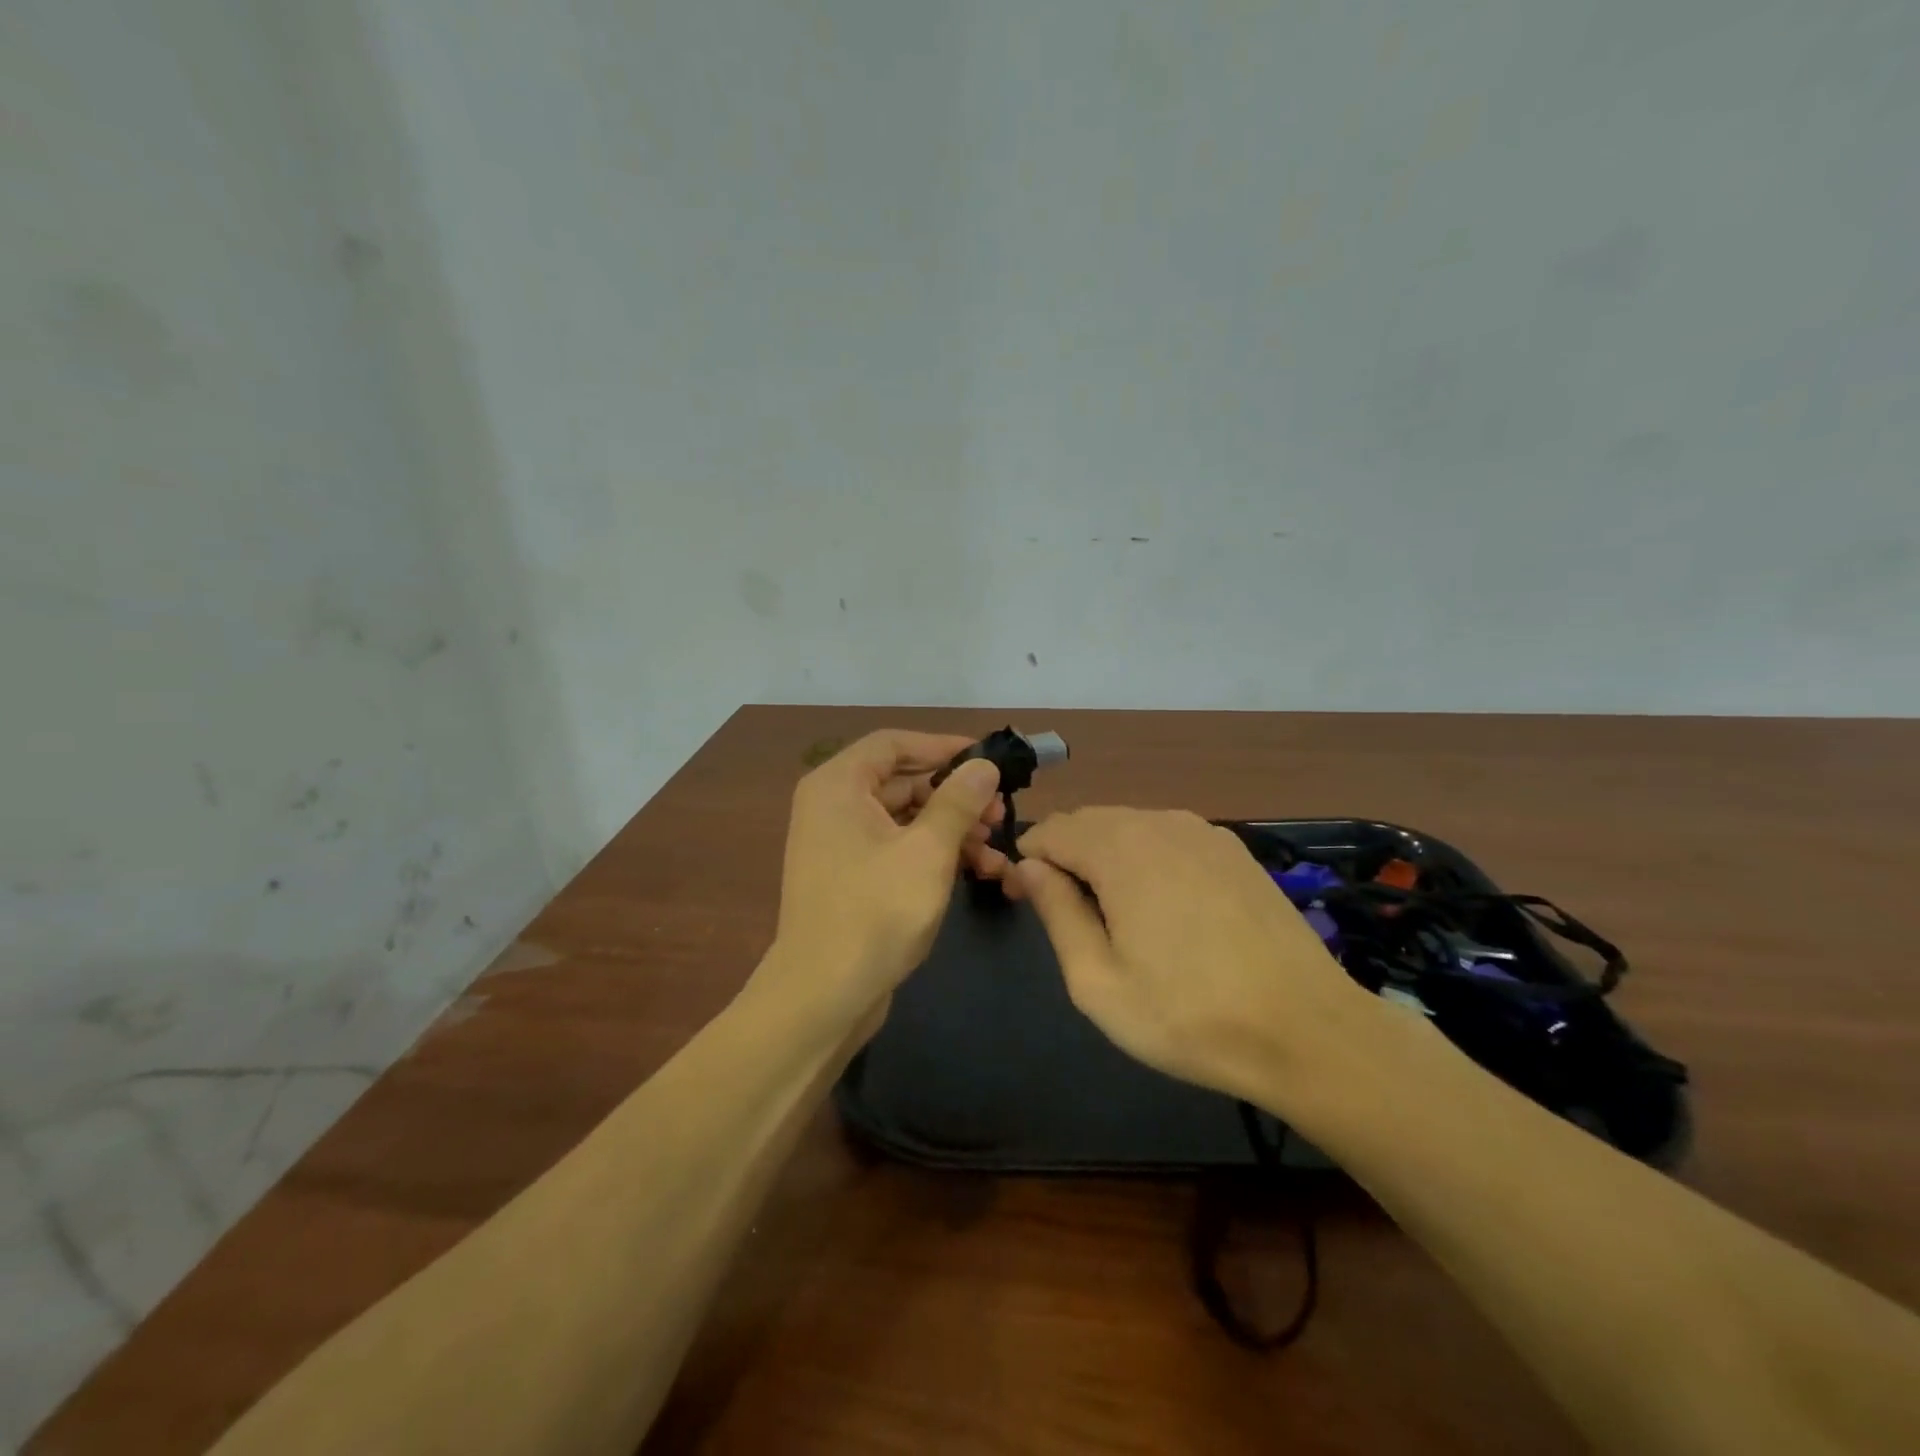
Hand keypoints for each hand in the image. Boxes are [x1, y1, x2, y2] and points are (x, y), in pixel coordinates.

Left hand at [754, 730, 1008, 1039]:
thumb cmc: (875, 912)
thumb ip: (958, 801)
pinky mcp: (852, 876)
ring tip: (996, 848)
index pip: (894, 743)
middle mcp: (834, 805)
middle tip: (1001, 812)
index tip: (988, 760)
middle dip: (956, 796)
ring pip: (906, 818)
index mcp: (838, 785)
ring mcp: (841, 843)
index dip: (943, 746)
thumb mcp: (927, 851)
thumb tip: (984, 766)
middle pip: (903, 781)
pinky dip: (934, 853)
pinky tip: (977, 870)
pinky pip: (897, 847)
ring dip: (952, 829)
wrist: (824, 996)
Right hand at [1010, 808, 1385, 1110]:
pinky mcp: (1234, 850)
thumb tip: (1030, 867)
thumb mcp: (1098, 982)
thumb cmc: (1189, 1015)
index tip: (1026, 901)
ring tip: (1113, 913)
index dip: (1028, 862)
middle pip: (1089, 821)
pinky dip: (1147, 857)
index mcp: (1121, 849)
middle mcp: (1160, 823)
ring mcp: (1204, 832)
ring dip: (1106, 856)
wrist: (1307, 1031)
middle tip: (1065, 912)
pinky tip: (1164, 906)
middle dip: (1065, 855)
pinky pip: (1169, 836)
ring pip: (1130, 825)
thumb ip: (1056, 914)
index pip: (1051, 831)